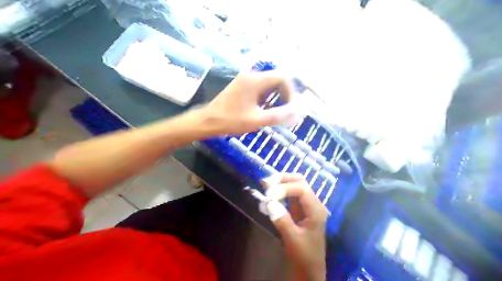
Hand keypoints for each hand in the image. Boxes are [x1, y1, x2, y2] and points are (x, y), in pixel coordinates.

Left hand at [202, 71, 297, 134]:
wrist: (208, 121)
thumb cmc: (232, 120)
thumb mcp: (257, 120)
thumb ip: (278, 115)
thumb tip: (296, 113)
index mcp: (256, 80)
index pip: (283, 78)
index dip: (291, 92)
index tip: (291, 107)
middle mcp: (251, 75)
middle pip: (276, 79)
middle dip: (285, 94)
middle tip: (286, 110)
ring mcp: (245, 79)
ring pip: (268, 83)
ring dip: (276, 95)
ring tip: (277, 111)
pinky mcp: (241, 85)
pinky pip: (260, 86)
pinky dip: (267, 96)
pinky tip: (265, 108)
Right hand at [266, 174, 330, 280]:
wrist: (309, 272)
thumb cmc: (304, 257)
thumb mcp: (292, 239)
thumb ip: (282, 219)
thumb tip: (269, 201)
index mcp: (316, 210)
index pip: (302, 189)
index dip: (285, 188)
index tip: (269, 194)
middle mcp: (313, 204)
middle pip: (300, 182)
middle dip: (284, 179)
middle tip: (267, 182)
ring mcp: (306, 207)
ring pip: (295, 187)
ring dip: (281, 184)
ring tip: (266, 185)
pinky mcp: (299, 212)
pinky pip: (290, 196)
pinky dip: (280, 192)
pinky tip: (271, 193)